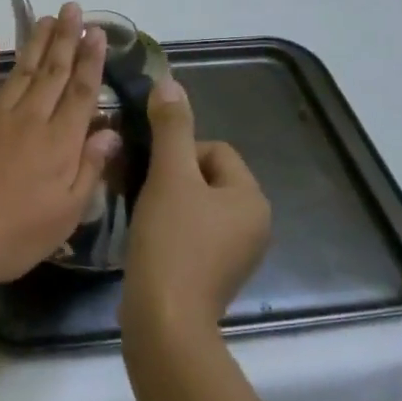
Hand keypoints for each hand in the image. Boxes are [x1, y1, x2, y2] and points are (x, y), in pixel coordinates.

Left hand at [0, 2, 118, 286]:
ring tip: (46, 17)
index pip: (82, 92)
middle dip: (66, 38)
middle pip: (53, 72)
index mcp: (59, 142)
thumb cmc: (14, 235)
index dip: (92, 60)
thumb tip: (110, 132)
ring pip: (20, 70)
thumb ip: (89, 169)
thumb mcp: (66, 214)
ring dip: (35, 42)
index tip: (98, 32)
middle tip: (73, 8)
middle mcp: (29, 118)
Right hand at [121, 77, 271, 336]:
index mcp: (252, 198)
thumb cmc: (171, 241)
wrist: (165, 318)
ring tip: (145, 217)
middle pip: (206, 177)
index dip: (178, 155)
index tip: (154, 175)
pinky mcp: (216, 274)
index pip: (215, 150)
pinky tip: (151, 241)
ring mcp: (238, 253)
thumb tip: (170, 82)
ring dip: (169, 203)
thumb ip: (171, 128)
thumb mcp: (169, 176)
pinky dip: (172, 230)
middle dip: (173, 179)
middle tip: (145, 195)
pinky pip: (195, 233)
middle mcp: (255, 224)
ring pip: (197, 205)